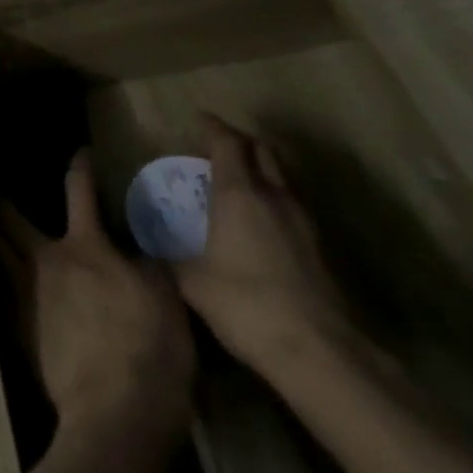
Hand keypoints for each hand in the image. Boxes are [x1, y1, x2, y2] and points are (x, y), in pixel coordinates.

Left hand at [0, 151, 193, 432]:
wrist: (114, 414)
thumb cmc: (148, 349)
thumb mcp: (166, 299)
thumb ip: (149, 265)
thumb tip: (140, 249)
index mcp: (84, 246)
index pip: (79, 192)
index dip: (79, 168)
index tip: (79, 153)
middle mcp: (47, 262)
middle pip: (13, 223)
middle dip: (4, 207)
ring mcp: (27, 297)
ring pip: (0, 256)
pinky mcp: (21, 333)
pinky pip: (4, 295)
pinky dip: (2, 282)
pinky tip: (4, 286)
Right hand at [173, 113, 353, 374]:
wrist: (318, 352)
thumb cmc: (244, 304)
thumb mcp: (191, 280)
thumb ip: (171, 255)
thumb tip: (152, 248)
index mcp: (238, 193)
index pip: (228, 142)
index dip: (212, 127)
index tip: (197, 120)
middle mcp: (274, 196)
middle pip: (262, 150)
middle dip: (239, 142)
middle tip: (216, 148)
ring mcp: (303, 221)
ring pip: (282, 176)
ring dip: (260, 169)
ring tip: (237, 182)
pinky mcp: (319, 247)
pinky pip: (292, 204)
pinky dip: (274, 198)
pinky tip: (260, 221)